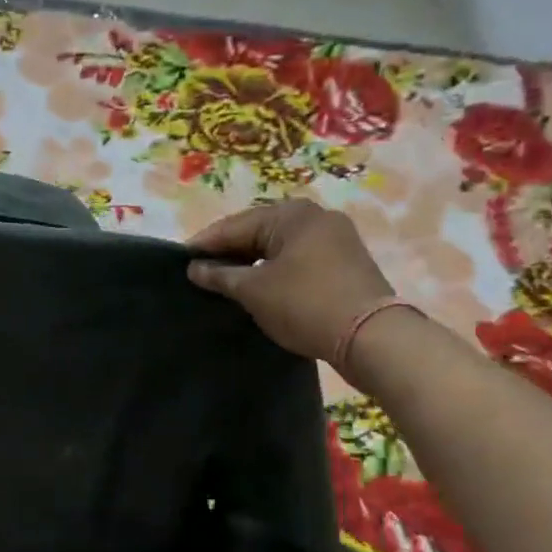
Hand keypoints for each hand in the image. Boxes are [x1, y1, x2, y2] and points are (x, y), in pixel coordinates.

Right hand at [187, 199, 395, 363]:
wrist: (371, 336)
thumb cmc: (304, 304)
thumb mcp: (254, 291)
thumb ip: (220, 276)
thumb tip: (194, 268)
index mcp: (291, 214)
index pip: (234, 225)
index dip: (204, 244)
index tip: (179, 262)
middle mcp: (315, 217)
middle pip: (258, 231)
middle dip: (228, 252)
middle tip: (200, 273)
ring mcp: (335, 238)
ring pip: (278, 246)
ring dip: (251, 262)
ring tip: (225, 283)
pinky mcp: (345, 262)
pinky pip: (297, 258)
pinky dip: (274, 270)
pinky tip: (258, 287)